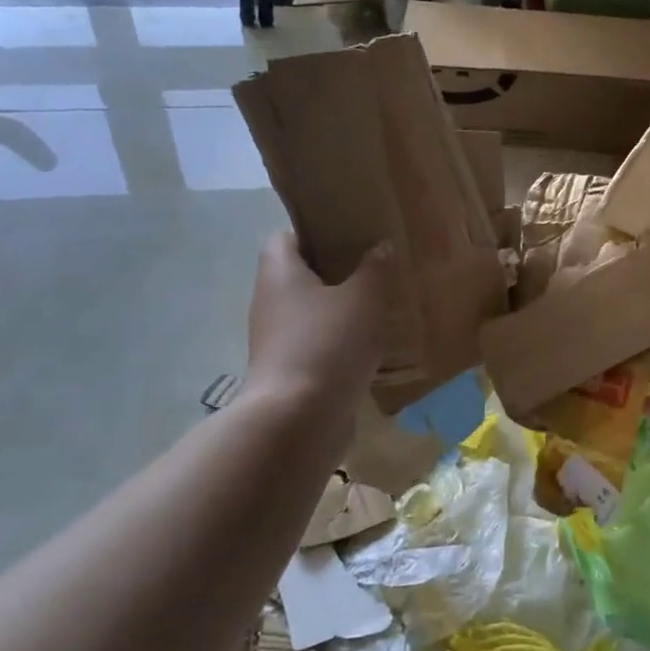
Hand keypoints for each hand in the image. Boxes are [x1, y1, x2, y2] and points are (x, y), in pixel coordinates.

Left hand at [244, 233, 390, 414]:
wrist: (299, 419)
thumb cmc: (328, 342)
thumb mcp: (363, 298)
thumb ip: (374, 269)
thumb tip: (380, 247)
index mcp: (279, 273)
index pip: (284, 238)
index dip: (312, 231)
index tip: (346, 233)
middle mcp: (270, 302)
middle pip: (298, 275)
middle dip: (333, 271)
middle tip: (372, 267)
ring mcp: (276, 340)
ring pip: (308, 312)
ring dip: (337, 309)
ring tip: (377, 305)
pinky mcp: (289, 371)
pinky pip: (315, 344)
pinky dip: (338, 341)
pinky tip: (369, 344)